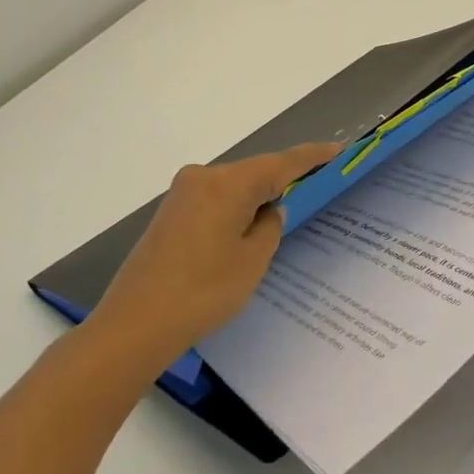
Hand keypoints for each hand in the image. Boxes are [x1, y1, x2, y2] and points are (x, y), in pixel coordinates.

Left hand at [84, 142, 339, 378]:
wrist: (134, 324)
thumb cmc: (203, 291)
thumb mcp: (252, 261)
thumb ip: (270, 227)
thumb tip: (270, 210)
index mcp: (228, 183)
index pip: (281, 163)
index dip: (312, 156)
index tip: (339, 149)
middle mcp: (203, 177)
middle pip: (255, 171)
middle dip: (285, 177)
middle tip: (319, 183)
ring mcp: (182, 194)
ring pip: (234, 186)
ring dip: (259, 194)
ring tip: (288, 208)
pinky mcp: (171, 213)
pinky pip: (216, 199)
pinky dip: (237, 206)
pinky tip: (249, 225)